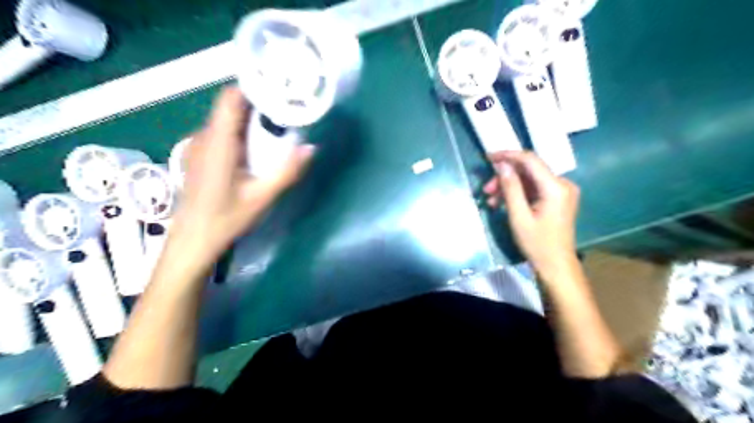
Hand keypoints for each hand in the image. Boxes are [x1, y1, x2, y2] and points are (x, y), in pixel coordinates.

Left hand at [171, 85, 313, 255]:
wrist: (193, 239)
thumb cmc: (225, 218)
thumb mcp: (262, 196)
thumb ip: (287, 171)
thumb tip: (311, 147)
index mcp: (218, 142)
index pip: (231, 98)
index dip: (254, 88)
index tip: (281, 91)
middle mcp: (204, 137)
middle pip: (231, 106)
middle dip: (260, 105)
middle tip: (288, 112)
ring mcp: (199, 145)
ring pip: (227, 119)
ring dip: (251, 120)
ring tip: (278, 128)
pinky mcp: (200, 154)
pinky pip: (223, 132)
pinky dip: (242, 132)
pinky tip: (257, 148)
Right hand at [486, 150, 578, 276]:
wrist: (556, 265)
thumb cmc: (537, 244)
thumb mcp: (519, 216)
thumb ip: (511, 188)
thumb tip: (502, 165)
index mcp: (555, 187)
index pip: (530, 160)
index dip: (508, 155)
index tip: (488, 158)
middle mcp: (562, 184)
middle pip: (528, 170)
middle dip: (505, 176)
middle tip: (486, 189)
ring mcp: (561, 191)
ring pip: (529, 179)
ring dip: (509, 186)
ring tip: (490, 200)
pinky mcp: (557, 198)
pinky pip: (534, 188)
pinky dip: (517, 193)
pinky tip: (502, 203)